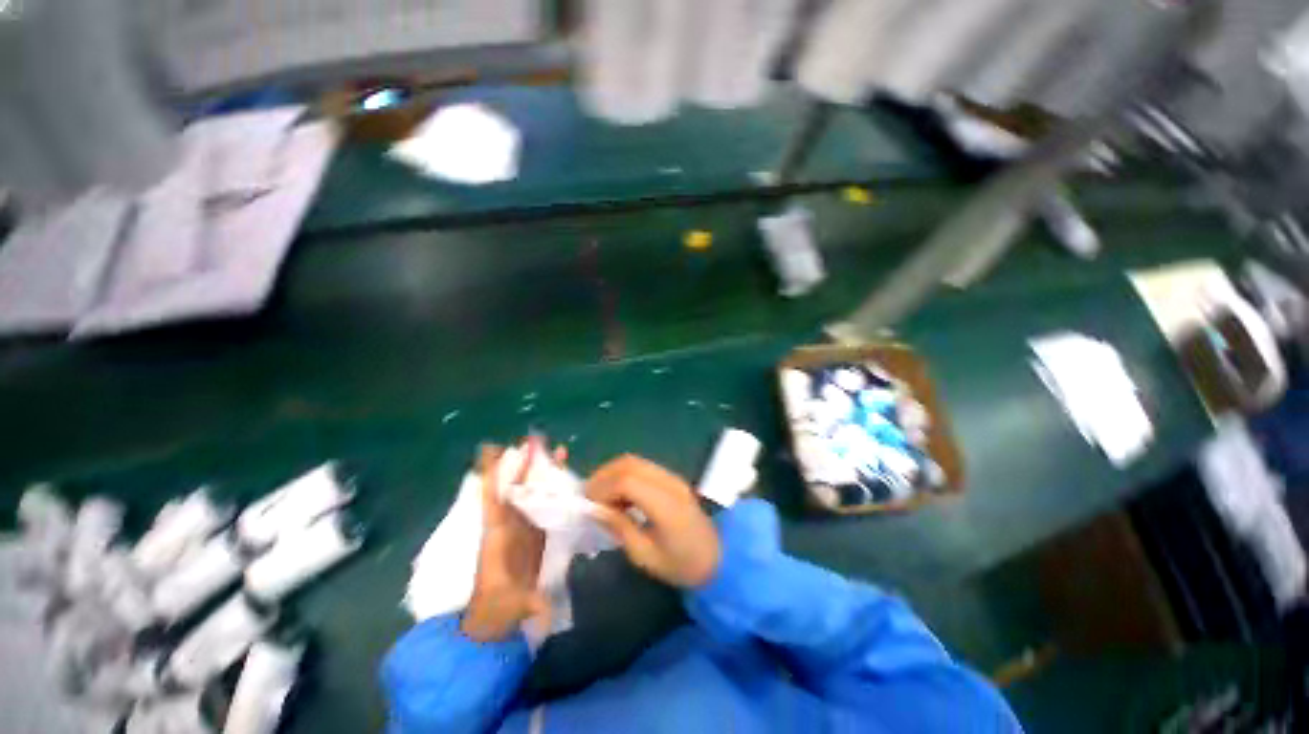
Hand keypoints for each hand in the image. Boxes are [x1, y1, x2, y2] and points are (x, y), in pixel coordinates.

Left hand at [461, 445, 548, 641]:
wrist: (499, 624)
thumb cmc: (498, 612)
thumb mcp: (509, 608)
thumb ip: (528, 607)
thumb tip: (544, 609)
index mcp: (496, 536)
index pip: (493, 499)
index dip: (492, 474)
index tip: (495, 449)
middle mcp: (509, 526)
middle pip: (516, 487)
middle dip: (526, 464)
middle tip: (538, 441)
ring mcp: (525, 528)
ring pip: (532, 493)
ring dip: (543, 472)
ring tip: (559, 452)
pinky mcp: (538, 535)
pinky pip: (545, 505)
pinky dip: (553, 490)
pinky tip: (567, 479)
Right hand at [586, 455, 720, 587]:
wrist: (719, 558)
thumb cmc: (682, 565)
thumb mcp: (646, 556)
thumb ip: (620, 527)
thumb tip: (595, 509)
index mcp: (666, 505)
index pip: (628, 481)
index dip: (603, 487)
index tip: (587, 502)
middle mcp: (670, 483)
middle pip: (630, 463)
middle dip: (604, 475)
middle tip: (588, 494)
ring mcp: (673, 477)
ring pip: (636, 461)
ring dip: (614, 472)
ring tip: (600, 494)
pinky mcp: (673, 478)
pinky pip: (644, 467)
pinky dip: (625, 474)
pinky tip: (619, 494)